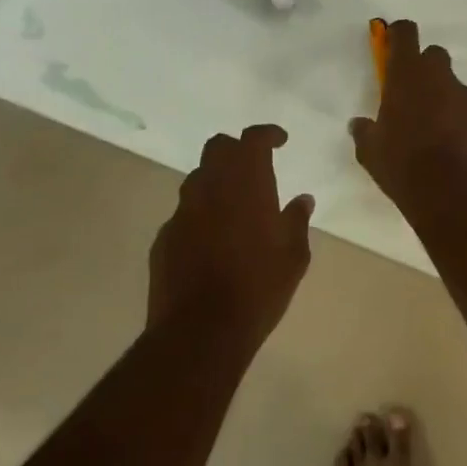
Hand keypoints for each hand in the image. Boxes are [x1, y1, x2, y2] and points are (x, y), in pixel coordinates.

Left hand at [149, 124, 312, 353]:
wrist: (200, 331)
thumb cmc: (258, 288)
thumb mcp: (294, 256)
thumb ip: (297, 220)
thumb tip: (302, 199)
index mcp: (247, 183)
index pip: (252, 139)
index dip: (267, 134)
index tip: (280, 141)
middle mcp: (210, 187)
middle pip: (218, 148)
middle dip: (236, 150)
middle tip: (254, 166)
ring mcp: (182, 211)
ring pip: (198, 179)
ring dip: (216, 181)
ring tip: (234, 205)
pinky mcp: (164, 238)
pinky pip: (184, 213)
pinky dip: (200, 215)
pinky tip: (211, 240)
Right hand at [349, 19, 466, 202]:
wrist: (449, 191)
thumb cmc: (401, 163)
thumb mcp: (370, 150)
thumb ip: (364, 131)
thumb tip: (359, 124)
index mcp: (405, 75)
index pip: (405, 33)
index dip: (398, 34)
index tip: (392, 46)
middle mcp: (437, 76)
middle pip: (433, 54)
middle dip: (423, 66)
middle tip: (411, 93)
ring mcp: (463, 95)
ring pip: (450, 83)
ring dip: (441, 94)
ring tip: (431, 126)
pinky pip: (465, 107)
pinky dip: (457, 117)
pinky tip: (449, 142)